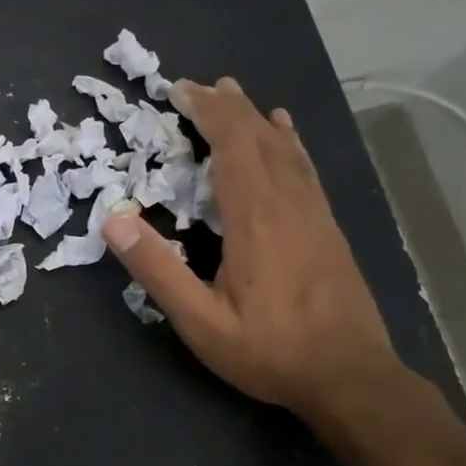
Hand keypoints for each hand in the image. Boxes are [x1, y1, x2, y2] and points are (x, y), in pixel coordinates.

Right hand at [102, 76, 398, 418]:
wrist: (352, 379)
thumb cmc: (271, 351)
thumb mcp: (201, 321)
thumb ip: (157, 270)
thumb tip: (113, 220)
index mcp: (256, 219)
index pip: (232, 146)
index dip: (207, 112)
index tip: (179, 90)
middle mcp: (288, 204)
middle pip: (259, 138)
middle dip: (226, 106)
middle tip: (196, 86)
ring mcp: (314, 214)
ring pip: (285, 149)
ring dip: (255, 117)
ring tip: (234, 93)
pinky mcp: (328, 227)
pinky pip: (304, 168)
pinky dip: (288, 141)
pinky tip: (286, 132)